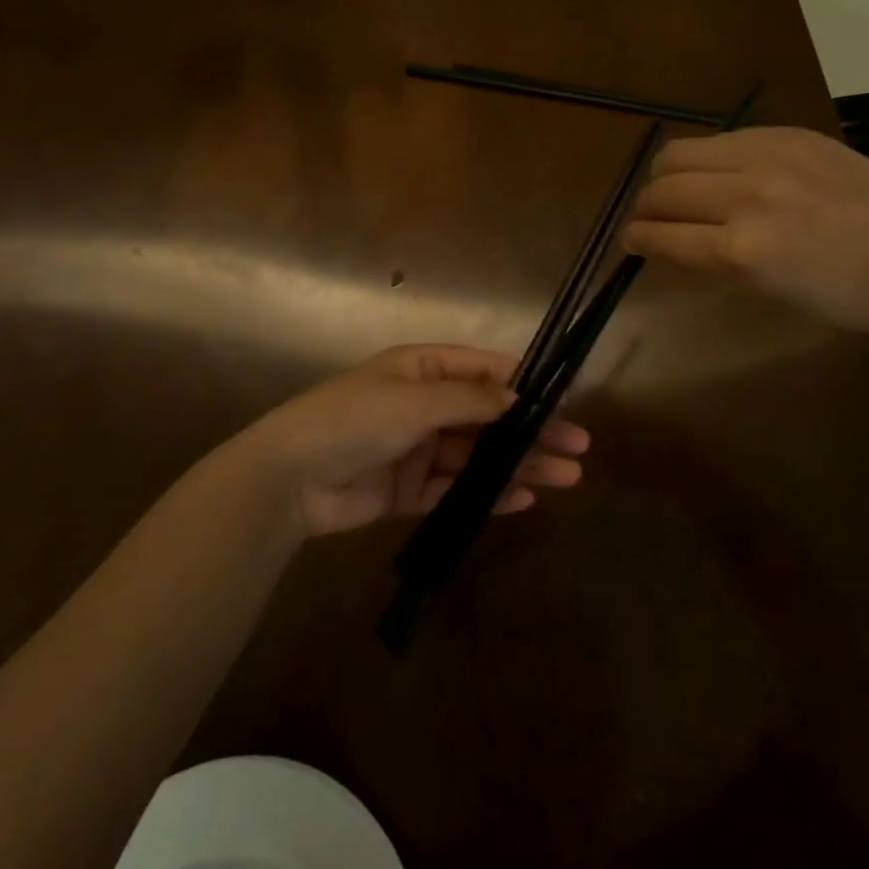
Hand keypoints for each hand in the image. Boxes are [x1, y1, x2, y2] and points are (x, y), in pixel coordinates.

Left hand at [229, 345, 590, 537]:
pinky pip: (456, 488)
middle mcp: (424, 404)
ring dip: (520, 463)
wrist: (290, 479)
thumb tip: (517, 394)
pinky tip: (524, 498)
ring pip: (479, 455)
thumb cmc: (353, 420)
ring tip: (566, 476)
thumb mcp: (413, 400)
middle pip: (488, 416)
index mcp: (422, 369)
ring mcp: (418, 448)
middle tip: (578, 446)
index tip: (563, 399)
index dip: (523, 382)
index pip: (482, 369)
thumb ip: (468, 400)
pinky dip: (488, 493)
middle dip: (532, 429)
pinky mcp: (409, 489)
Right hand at [620, 126, 868, 338]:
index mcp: (742, 251)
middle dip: (644, 207)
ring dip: (667, 176)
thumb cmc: (849, 297)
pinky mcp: (790, 134)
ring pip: (680, 153)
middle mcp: (746, 197)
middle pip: (661, 187)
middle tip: (651, 219)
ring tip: (678, 190)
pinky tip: (723, 174)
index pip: (661, 235)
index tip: (630, 241)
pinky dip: (708, 159)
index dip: (636, 239)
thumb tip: (672, 238)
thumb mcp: (770, 291)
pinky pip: (722, 139)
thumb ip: (715, 259)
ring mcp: (768, 157)